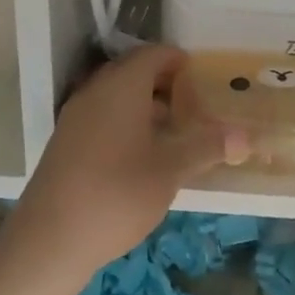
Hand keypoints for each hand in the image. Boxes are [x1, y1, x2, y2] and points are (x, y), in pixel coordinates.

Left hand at [16, 46, 230, 274]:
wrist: (49, 240)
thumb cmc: (117, 194)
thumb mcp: (171, 170)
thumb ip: (207, 147)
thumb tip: (245, 136)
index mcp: (122, 87)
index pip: (154, 55)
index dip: (179, 61)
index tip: (202, 78)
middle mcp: (96, 91)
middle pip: (133, 72)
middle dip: (165, 84)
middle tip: (192, 106)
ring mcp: (76, 117)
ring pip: (116, 95)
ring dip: (145, 105)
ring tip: (172, 133)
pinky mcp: (65, 142)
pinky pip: (102, 116)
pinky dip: (125, 122)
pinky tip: (141, 155)